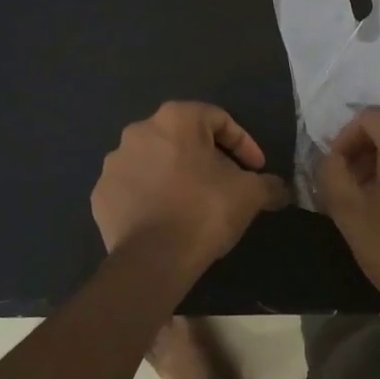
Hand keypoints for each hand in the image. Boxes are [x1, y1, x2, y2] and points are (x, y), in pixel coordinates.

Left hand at [92, 102, 289, 272]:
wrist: (154, 259)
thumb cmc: (205, 211)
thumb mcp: (250, 194)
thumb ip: (268, 184)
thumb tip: (279, 189)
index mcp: (176, 119)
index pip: (219, 120)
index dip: (243, 144)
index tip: (256, 170)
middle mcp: (139, 131)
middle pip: (183, 138)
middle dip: (206, 158)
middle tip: (225, 184)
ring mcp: (114, 163)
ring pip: (154, 162)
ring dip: (174, 175)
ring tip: (193, 203)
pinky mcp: (101, 194)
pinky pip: (133, 188)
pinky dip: (150, 196)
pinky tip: (165, 218)